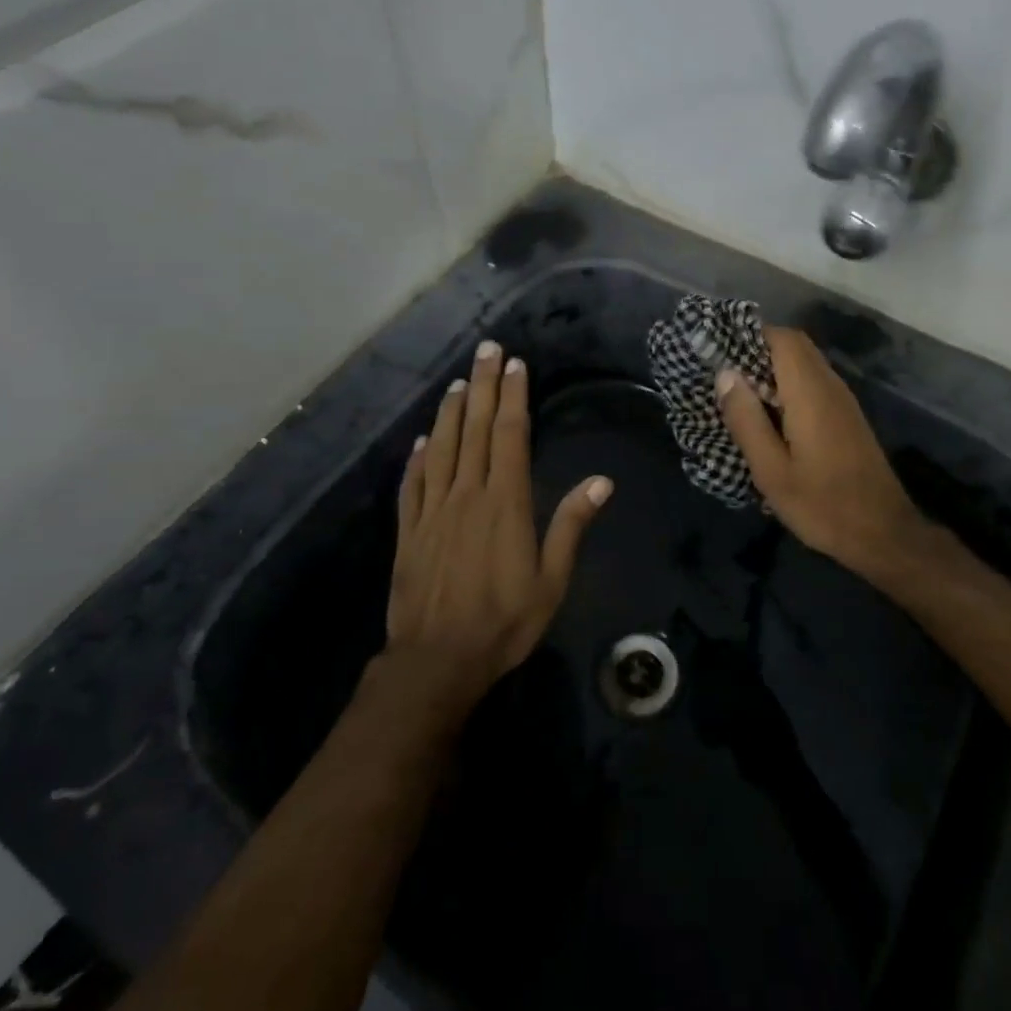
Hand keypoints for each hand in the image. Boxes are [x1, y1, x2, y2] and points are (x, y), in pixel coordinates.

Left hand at [386, 340, 611, 712]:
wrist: (436, 661)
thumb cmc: (503, 622)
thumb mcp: (551, 581)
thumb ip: (571, 526)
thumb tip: (602, 481)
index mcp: (505, 502)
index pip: (510, 436)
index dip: (513, 397)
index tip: (515, 365)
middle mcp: (467, 495)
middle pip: (475, 430)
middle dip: (484, 387)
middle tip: (486, 350)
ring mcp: (433, 510)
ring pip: (441, 448)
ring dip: (450, 412)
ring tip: (459, 382)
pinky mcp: (409, 531)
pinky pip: (413, 484)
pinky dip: (417, 458)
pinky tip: (421, 441)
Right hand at [715, 327, 939, 584]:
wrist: (883, 534)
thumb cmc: (822, 505)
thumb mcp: (771, 470)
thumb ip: (747, 420)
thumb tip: (725, 374)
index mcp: (810, 393)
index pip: (782, 339)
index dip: (749, 336)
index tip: (718, 352)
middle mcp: (830, 386)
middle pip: (794, 346)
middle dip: (757, 350)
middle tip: (724, 376)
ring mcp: (843, 400)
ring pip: (805, 363)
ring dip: (772, 368)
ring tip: (739, 395)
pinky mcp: (847, 417)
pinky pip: (813, 382)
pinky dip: (787, 384)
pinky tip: (769, 416)